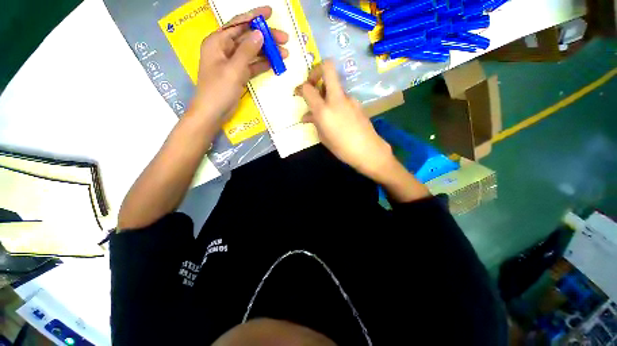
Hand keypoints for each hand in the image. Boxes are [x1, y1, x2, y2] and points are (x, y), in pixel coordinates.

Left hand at [191, 6, 288, 124]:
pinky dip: (263, 65)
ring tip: (284, 54)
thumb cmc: (218, 90)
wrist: (213, 113)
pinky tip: (275, 64)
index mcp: (217, 42)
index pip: (238, 23)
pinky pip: (252, 65)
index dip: (254, 16)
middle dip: (266, 38)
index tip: (270, 13)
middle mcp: (225, 49)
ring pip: (252, 52)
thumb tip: (260, 34)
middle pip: (248, 38)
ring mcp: (232, 62)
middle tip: (285, 40)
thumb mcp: (233, 69)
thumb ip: (246, 51)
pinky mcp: (239, 74)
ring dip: (268, 53)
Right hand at [297, 60, 394, 179]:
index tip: (298, 93)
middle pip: (327, 68)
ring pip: (335, 85)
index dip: (300, 88)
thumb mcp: (323, 137)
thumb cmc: (342, 148)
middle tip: (312, 83)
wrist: (368, 150)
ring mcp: (349, 98)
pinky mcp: (356, 102)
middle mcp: (336, 99)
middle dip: (316, 71)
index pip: (308, 88)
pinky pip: (342, 97)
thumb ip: (314, 122)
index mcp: (324, 110)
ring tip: (324, 110)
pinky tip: (336, 116)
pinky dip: (335, 101)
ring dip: (326, 92)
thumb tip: (307, 116)